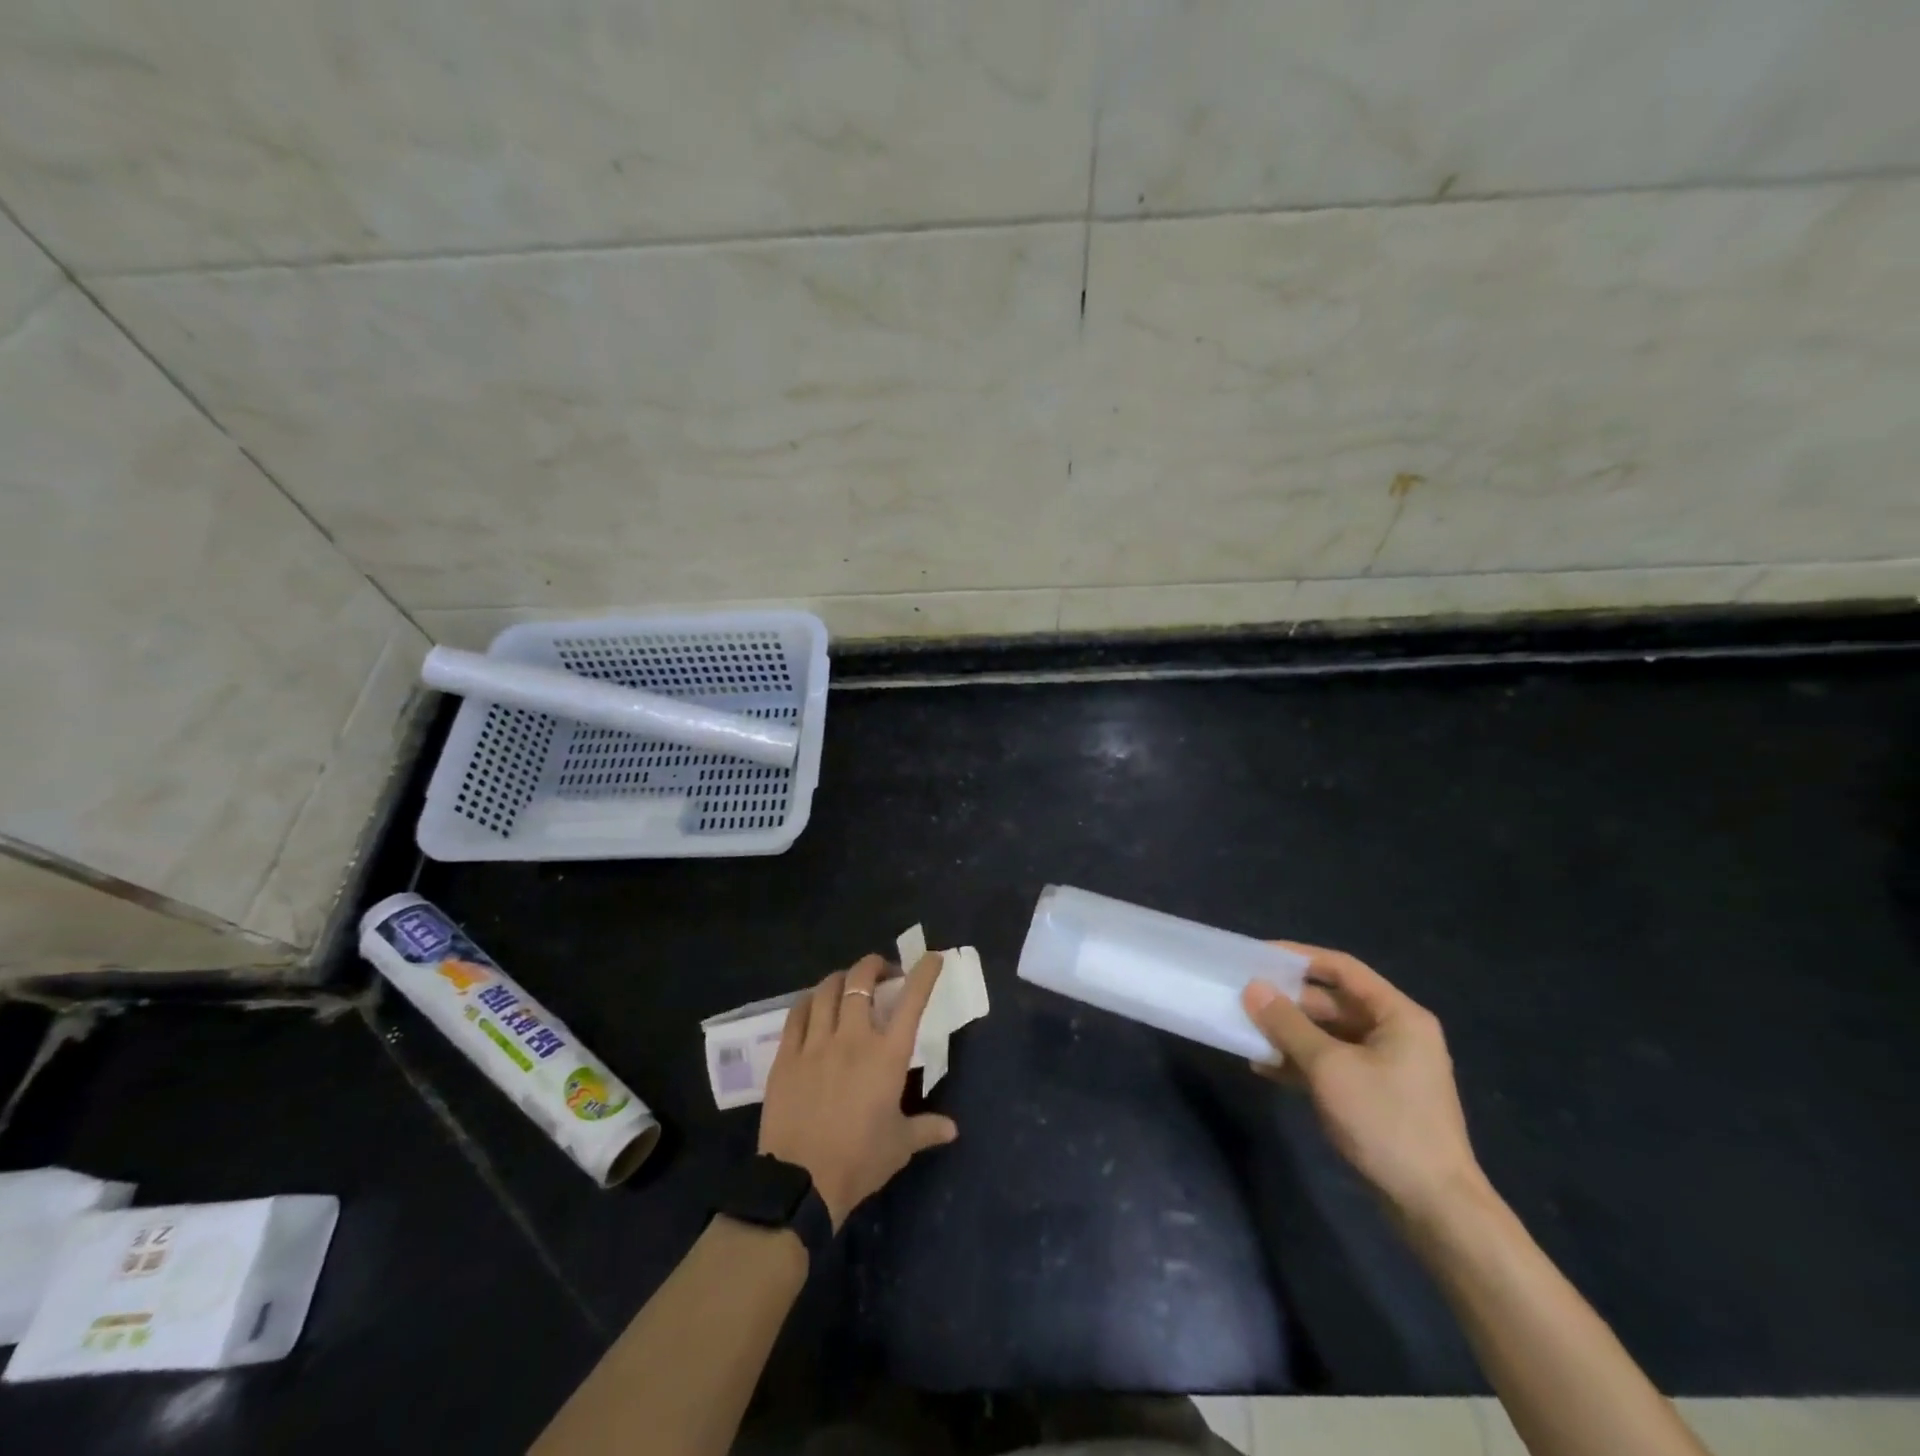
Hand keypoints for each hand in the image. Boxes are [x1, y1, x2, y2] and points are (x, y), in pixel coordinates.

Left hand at [757, 952, 958, 1228]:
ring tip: (847, 983)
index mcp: (887, 1056)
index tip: (931, 957)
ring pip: (826, 991)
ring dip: (841, 979)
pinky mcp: (786, 1056)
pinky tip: (812, 1004)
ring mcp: (815, 1044)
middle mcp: (853, 1038)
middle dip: (874, 966)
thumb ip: (926, 1129)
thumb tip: (952, 1129)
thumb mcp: (899, 1146)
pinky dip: (808, 1001)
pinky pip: (796, 1014)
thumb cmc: (859, 1161)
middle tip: (881, 970)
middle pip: (861, 982)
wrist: (801, 1182)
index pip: (911, 1002)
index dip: (924, 974)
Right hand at [1242, 942, 1482, 1222]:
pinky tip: (1265, 1067)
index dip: (1299, 957)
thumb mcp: (1330, 1068)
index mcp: (1398, 1016)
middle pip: (1333, 1001)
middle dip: (1288, 1000)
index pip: (1342, 968)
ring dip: (1289, 1033)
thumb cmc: (1386, 1123)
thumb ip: (1288, 1024)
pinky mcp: (1374, 1094)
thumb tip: (1253, 988)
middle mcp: (1394, 1033)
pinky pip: (1331, 1063)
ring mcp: (1385, 1066)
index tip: (1258, 956)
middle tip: (1245, 996)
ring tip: (1247, 1031)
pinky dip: (1300, 1062)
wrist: (1435, 1208)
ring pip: (1328, 1034)